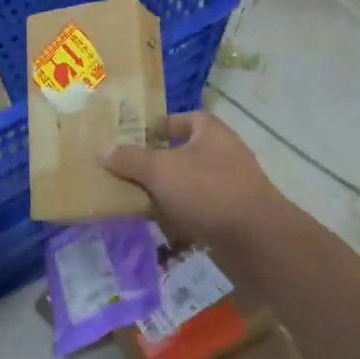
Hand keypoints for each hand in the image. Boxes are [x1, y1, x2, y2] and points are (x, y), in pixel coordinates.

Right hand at [104, 111, 288, 250]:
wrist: (257, 240)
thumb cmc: (208, 191)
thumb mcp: (160, 170)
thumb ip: (130, 159)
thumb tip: (102, 148)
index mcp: (210, 131)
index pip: (182, 118)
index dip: (158, 125)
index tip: (133, 138)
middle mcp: (223, 152)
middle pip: (183, 152)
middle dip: (156, 164)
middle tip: (126, 173)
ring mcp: (231, 185)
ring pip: (189, 184)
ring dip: (167, 193)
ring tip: (137, 202)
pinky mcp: (233, 214)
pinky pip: (200, 210)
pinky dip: (181, 216)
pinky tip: (162, 228)